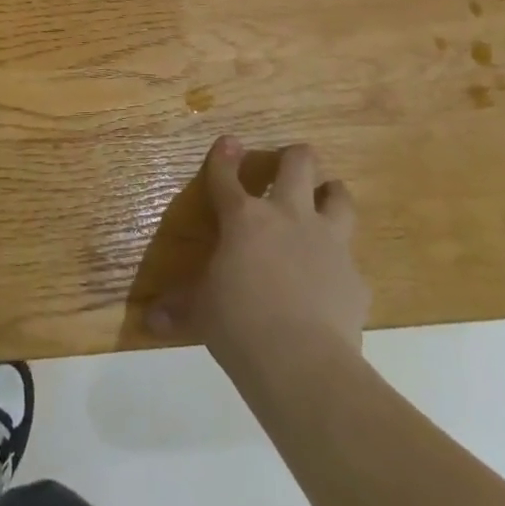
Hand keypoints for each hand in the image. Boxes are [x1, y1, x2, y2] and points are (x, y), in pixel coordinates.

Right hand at [148, 136, 368, 375]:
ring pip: (339, 196)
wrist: (303, 364)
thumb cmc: (239, 325)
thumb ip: (180, 308)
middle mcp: (288, 217)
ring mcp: (327, 242)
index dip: (225, 156)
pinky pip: (351, 258)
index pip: (227, 176)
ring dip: (330, 194)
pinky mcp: (355, 276)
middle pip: (298, 163)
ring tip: (325, 198)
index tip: (229, 142)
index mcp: (244, 219)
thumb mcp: (202, 313)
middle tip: (288, 165)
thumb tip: (150, 320)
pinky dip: (342, 263)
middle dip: (293, 157)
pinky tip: (334, 278)